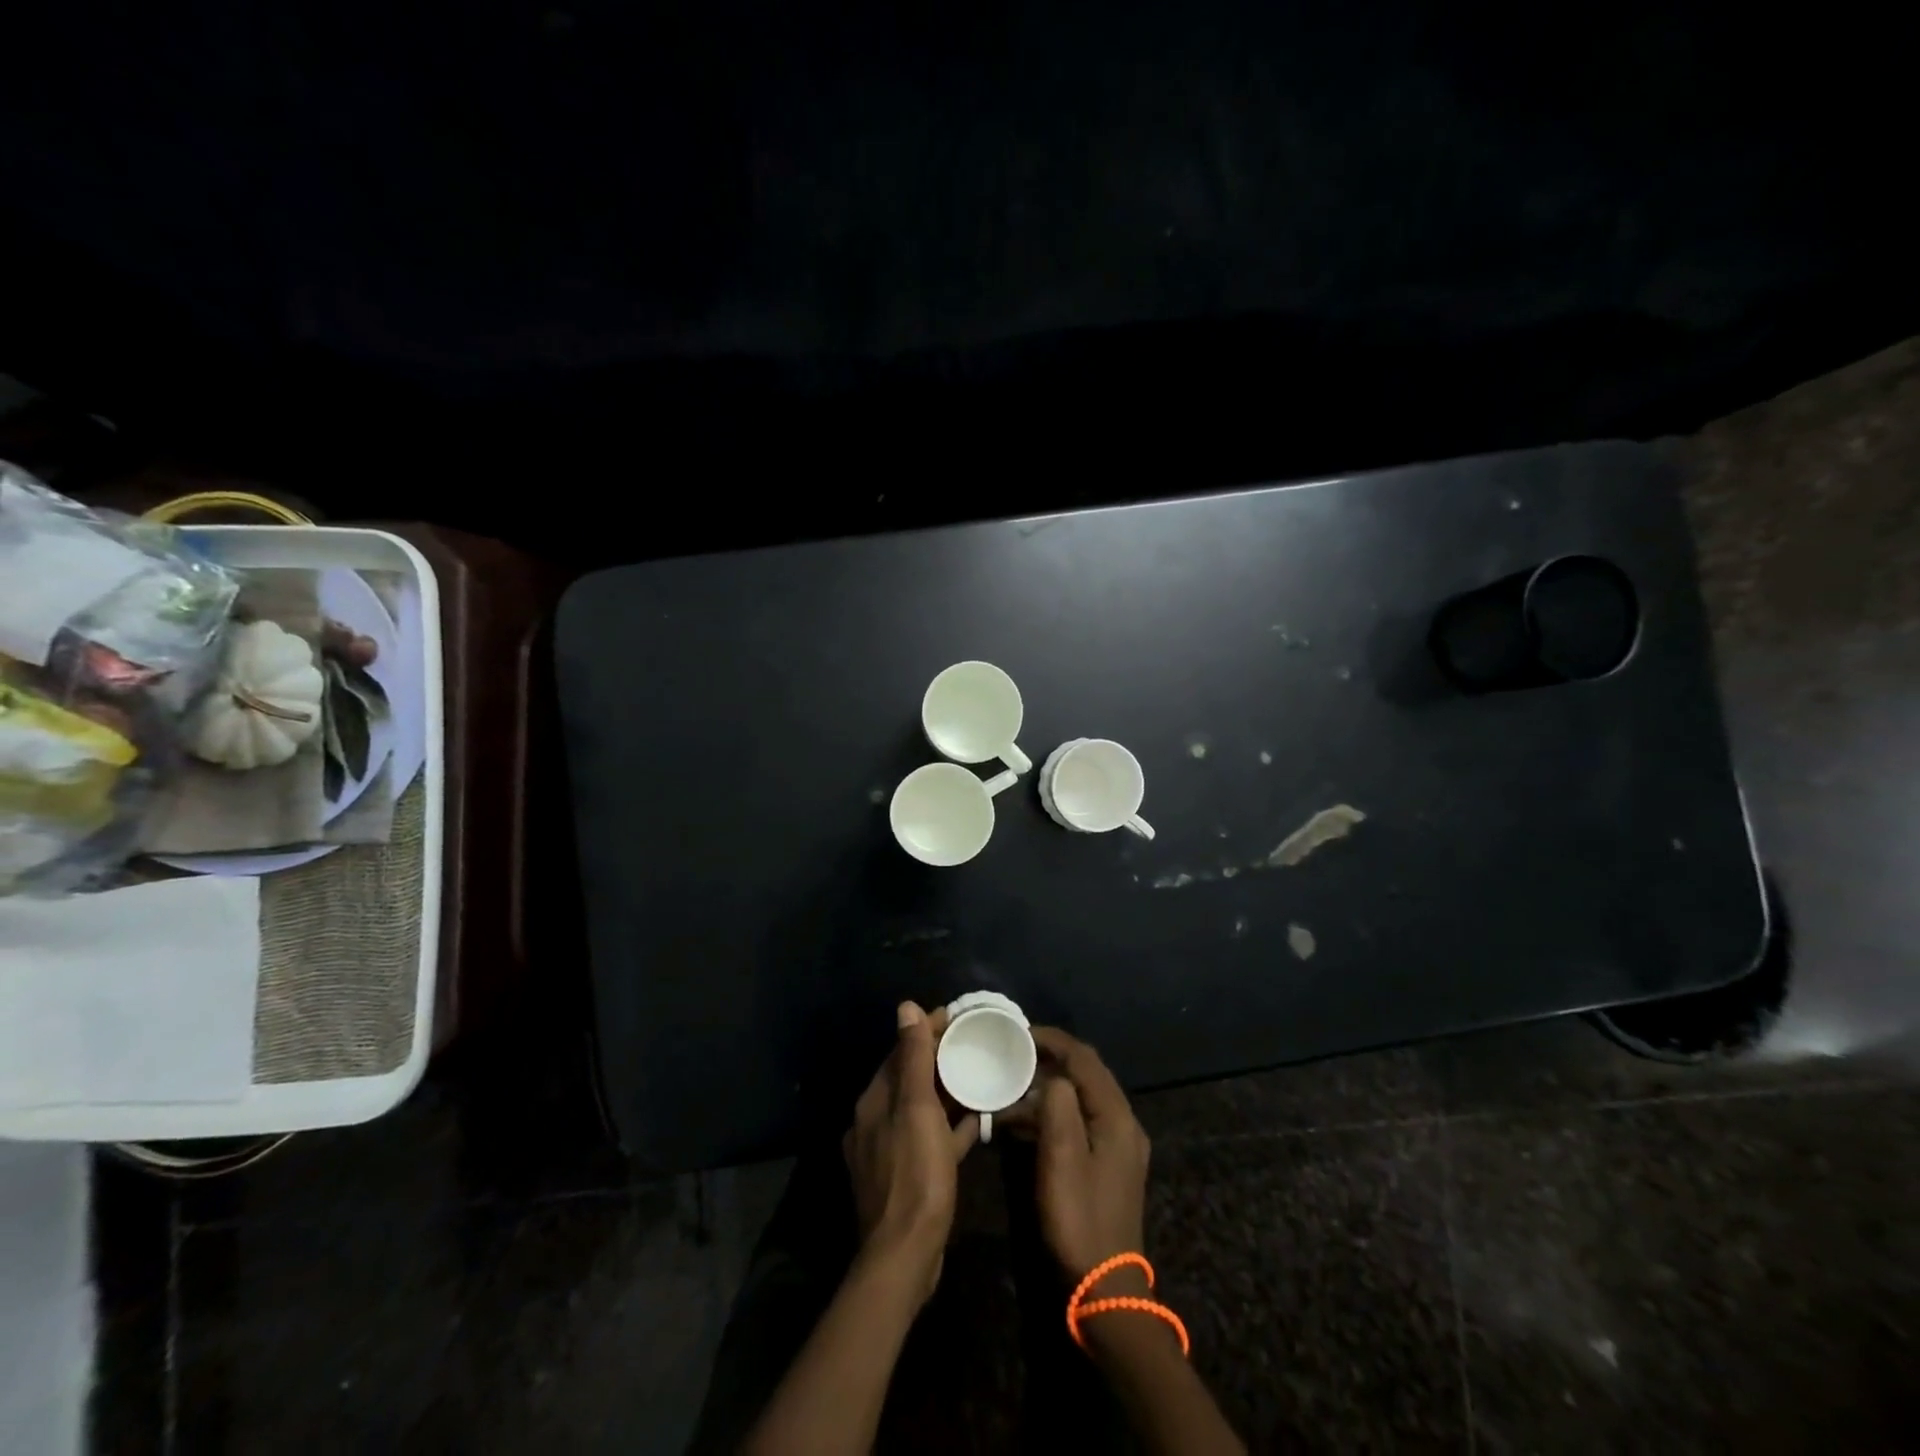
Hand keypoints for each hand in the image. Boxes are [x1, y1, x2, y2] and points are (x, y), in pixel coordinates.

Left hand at [842, 1002, 979, 1305]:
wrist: (905, 1256)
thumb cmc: (915, 1174)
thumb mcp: (917, 1108)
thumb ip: (913, 1058)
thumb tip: (905, 1007)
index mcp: (875, 1101)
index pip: (901, 1052)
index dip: (927, 1031)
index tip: (958, 1017)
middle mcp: (876, 1121)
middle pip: (910, 1078)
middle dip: (939, 1058)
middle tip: (974, 1043)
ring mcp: (890, 1151)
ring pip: (922, 1108)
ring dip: (947, 1091)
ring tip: (980, 1075)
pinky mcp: (907, 1176)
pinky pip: (931, 1138)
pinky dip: (951, 1126)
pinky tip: (978, 1121)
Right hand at [1011, 1027, 1151, 1281]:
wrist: (1105, 1289)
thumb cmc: (1080, 1219)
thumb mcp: (1062, 1159)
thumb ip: (1058, 1107)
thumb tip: (1053, 1077)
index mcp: (1117, 1116)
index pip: (1084, 1058)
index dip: (1052, 1040)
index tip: (1018, 1032)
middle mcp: (1124, 1123)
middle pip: (1086, 1074)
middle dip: (1050, 1058)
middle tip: (1013, 1054)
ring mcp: (1118, 1145)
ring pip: (1081, 1097)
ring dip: (1049, 1088)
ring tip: (1012, 1086)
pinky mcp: (1107, 1164)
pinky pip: (1080, 1120)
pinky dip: (1053, 1113)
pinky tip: (1024, 1123)